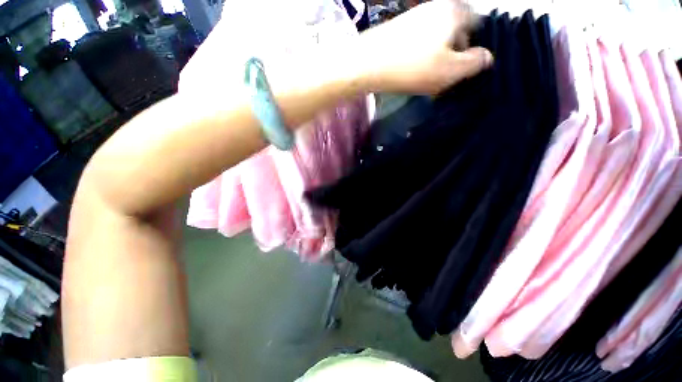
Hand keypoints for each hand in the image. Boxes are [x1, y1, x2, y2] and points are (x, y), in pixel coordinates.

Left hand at [358, 0, 492, 93]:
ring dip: (435, 56)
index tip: (457, 69)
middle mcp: (438, 5)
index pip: (477, 26)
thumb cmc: (412, 67)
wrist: (368, 64)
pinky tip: (411, 67)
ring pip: (437, 37)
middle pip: (456, 31)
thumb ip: (474, 64)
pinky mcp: (400, 26)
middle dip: (452, 53)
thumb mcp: (450, 71)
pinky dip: (420, 53)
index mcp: (456, 11)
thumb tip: (487, 57)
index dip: (471, 49)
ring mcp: (417, 14)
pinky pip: (419, 40)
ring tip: (424, 75)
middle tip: (440, 75)